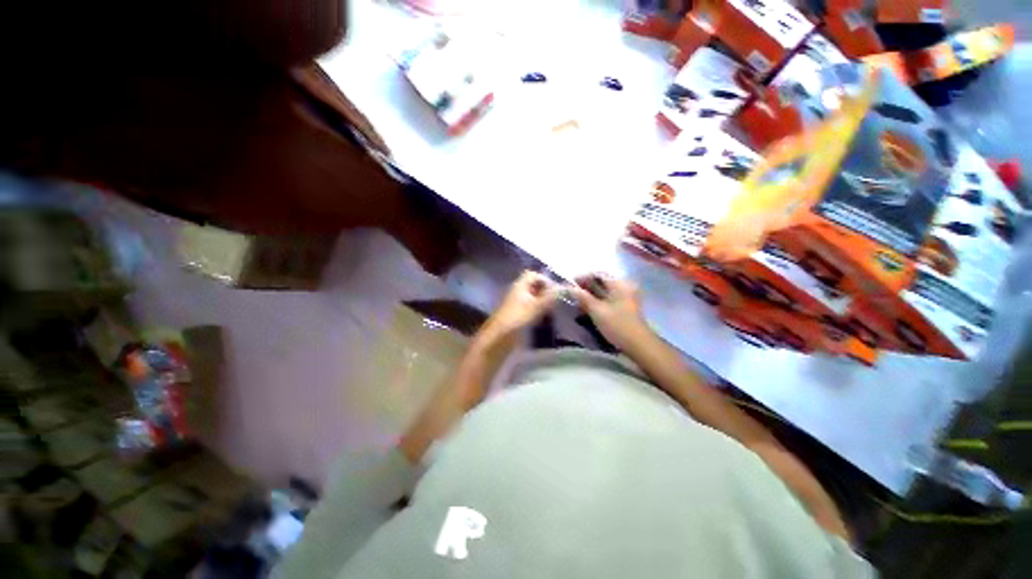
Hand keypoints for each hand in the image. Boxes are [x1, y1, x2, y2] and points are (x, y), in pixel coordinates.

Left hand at [479, 271, 560, 343]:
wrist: (498, 339)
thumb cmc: (516, 320)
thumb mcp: (536, 308)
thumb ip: (550, 297)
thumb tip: (564, 287)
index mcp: (520, 286)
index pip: (533, 275)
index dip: (545, 280)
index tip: (556, 290)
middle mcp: (517, 292)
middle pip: (533, 286)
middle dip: (546, 292)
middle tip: (559, 301)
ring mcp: (516, 304)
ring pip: (533, 298)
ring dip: (543, 302)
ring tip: (556, 310)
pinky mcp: (516, 316)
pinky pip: (530, 308)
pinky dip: (538, 311)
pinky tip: (546, 319)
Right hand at [571, 274, 647, 350]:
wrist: (638, 344)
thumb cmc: (617, 325)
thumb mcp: (597, 310)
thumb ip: (582, 297)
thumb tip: (569, 288)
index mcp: (619, 284)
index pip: (598, 273)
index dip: (583, 277)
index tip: (570, 283)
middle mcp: (624, 286)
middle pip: (602, 281)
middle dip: (586, 285)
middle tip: (572, 292)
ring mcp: (626, 296)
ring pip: (604, 290)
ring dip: (590, 293)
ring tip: (577, 299)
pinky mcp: (625, 305)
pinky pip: (608, 297)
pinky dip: (597, 299)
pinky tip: (587, 306)